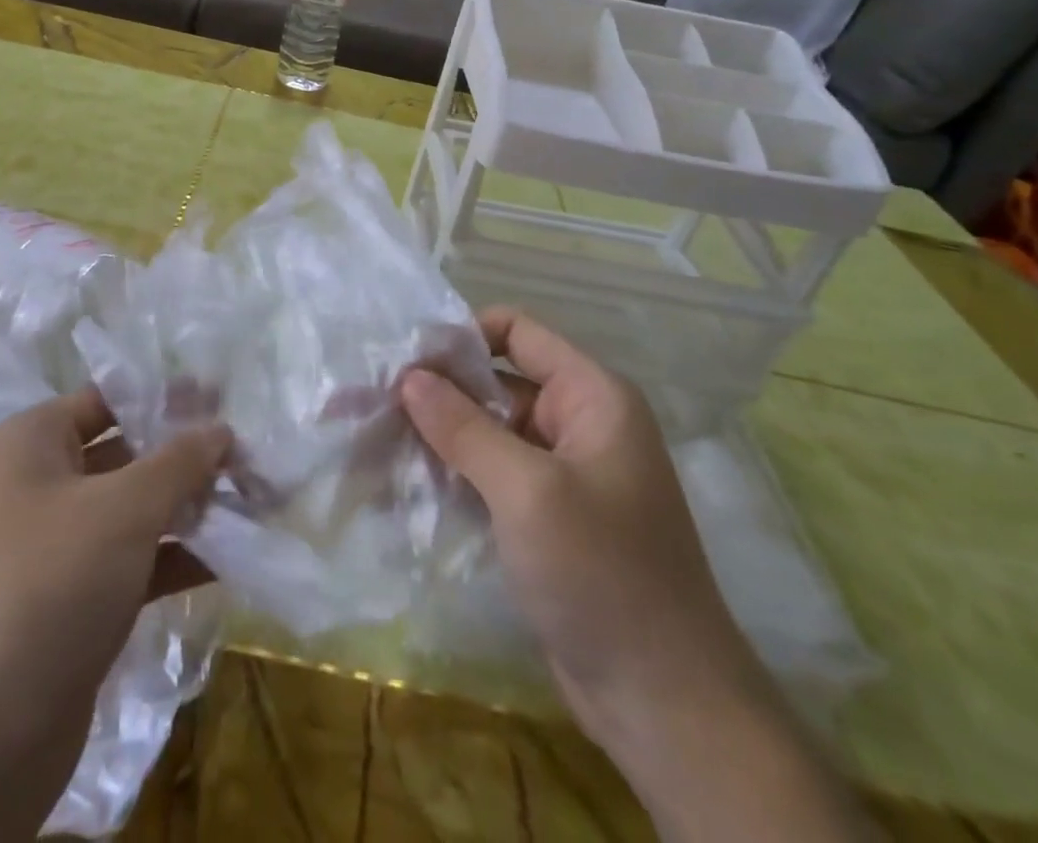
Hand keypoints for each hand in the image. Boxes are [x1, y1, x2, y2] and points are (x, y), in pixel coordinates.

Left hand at [0, 388, 229, 842]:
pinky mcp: (74, 604)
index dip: (167, 396)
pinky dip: (177, 557)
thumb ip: (179, 462)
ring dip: (190, 508)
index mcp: (34, 441)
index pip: (110, 399)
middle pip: (127, 453)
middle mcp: (41, 484)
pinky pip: (134, 562)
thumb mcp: (123, 507)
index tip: (225, 400)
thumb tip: (220, 429)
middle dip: (188, 456)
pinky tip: (229, 559)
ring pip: (135, 511)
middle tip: (251, 456)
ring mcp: (57, 548)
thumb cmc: (47, 583)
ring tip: (255, 504)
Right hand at [400, 308, 747, 732]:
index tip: (404, 358)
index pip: (518, 332)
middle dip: (438, 389)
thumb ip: (465, 427)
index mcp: (592, 397)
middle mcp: (579, 423)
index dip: (461, 336)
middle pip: (497, 382)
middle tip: (372, 400)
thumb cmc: (602, 575)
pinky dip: (453, 473)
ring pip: (488, 431)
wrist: (665, 706)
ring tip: (375, 437)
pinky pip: (491, 475)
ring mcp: (562, 474)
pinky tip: (404, 480)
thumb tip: (410, 376)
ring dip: (438, 434)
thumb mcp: (528, 491)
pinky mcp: (545, 517)